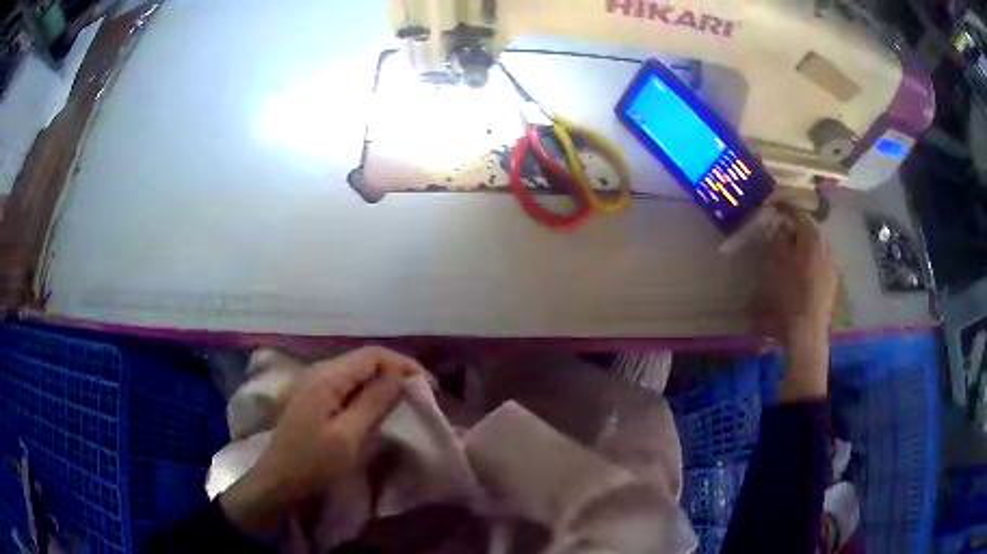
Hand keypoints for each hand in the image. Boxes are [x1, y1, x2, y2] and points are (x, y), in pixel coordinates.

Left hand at [220, 347, 427, 534]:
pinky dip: (369, 394)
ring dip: (383, 384)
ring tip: (405, 402)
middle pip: (366, 360)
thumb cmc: (313, 462)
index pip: (373, 355)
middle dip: (396, 373)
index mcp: (327, 377)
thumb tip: (400, 376)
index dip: (404, 365)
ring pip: (358, 373)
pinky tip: (378, 410)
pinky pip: (348, 387)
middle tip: (421, 396)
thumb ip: (374, 402)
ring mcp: (315, 384)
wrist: (278, 481)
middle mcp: (320, 372)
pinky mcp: (314, 399)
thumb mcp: (348, 437)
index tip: (429, 387)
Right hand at [755, 207, 837, 400]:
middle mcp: (826, 245)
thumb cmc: (788, 295)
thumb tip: (782, 227)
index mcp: (812, 236)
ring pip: (815, 245)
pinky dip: (809, 259)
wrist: (807, 332)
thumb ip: (778, 239)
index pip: (797, 212)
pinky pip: (820, 261)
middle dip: (794, 227)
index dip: (783, 206)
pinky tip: (800, 271)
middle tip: (779, 231)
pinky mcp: (832, 281)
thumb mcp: (774, 263)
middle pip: (809, 228)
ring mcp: (832, 264)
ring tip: (789, 252)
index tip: (772, 205)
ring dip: (802, 244)